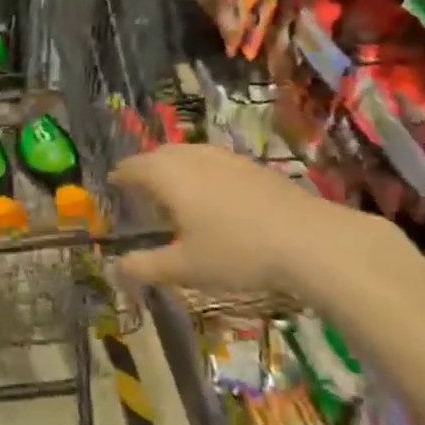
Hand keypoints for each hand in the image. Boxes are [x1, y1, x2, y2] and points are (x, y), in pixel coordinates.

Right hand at [111, 142, 404, 309]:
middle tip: (140, 190)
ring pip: (189, 155)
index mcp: (167, 175)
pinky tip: (215, 197)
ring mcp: (225, 158)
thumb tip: (115, 269)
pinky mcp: (253, 166)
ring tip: (176, 192)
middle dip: (146, 169)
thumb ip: (146, 267)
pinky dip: (202, 172)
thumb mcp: (185, 268)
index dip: (120, 176)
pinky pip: (214, 161)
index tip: (113, 185)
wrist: (311, 240)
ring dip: (175, 168)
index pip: (132, 167)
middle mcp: (191, 157)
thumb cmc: (236, 252)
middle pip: (159, 155)